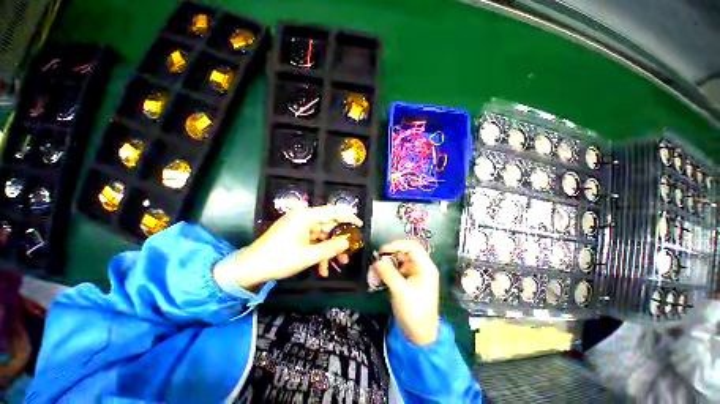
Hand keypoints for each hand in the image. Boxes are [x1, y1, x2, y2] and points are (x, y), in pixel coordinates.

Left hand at [214, 205, 362, 289]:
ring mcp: (299, 226)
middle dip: (339, 240)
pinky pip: (313, 240)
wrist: (249, 269)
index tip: (360, 225)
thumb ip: (330, 248)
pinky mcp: (296, 234)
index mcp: (305, 216)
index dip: (348, 217)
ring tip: (338, 264)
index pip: (332, 212)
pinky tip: (323, 268)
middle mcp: (303, 217)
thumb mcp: (307, 256)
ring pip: (322, 235)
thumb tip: (347, 242)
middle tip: (349, 251)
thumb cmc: (278, 259)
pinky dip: (319, 252)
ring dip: (330, 249)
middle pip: (328, 225)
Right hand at [373, 240, 439, 345]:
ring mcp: (412, 274)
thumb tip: (376, 260)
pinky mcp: (405, 281)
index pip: (413, 247)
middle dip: (389, 256)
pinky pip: (394, 270)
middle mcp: (419, 268)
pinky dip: (385, 272)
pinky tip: (377, 277)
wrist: (419, 335)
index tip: (383, 250)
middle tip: (376, 261)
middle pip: (404, 253)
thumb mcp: (401, 291)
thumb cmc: (415, 311)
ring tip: (374, 271)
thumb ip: (388, 273)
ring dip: (385, 264)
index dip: (398, 245)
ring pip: (397, 261)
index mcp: (425, 267)